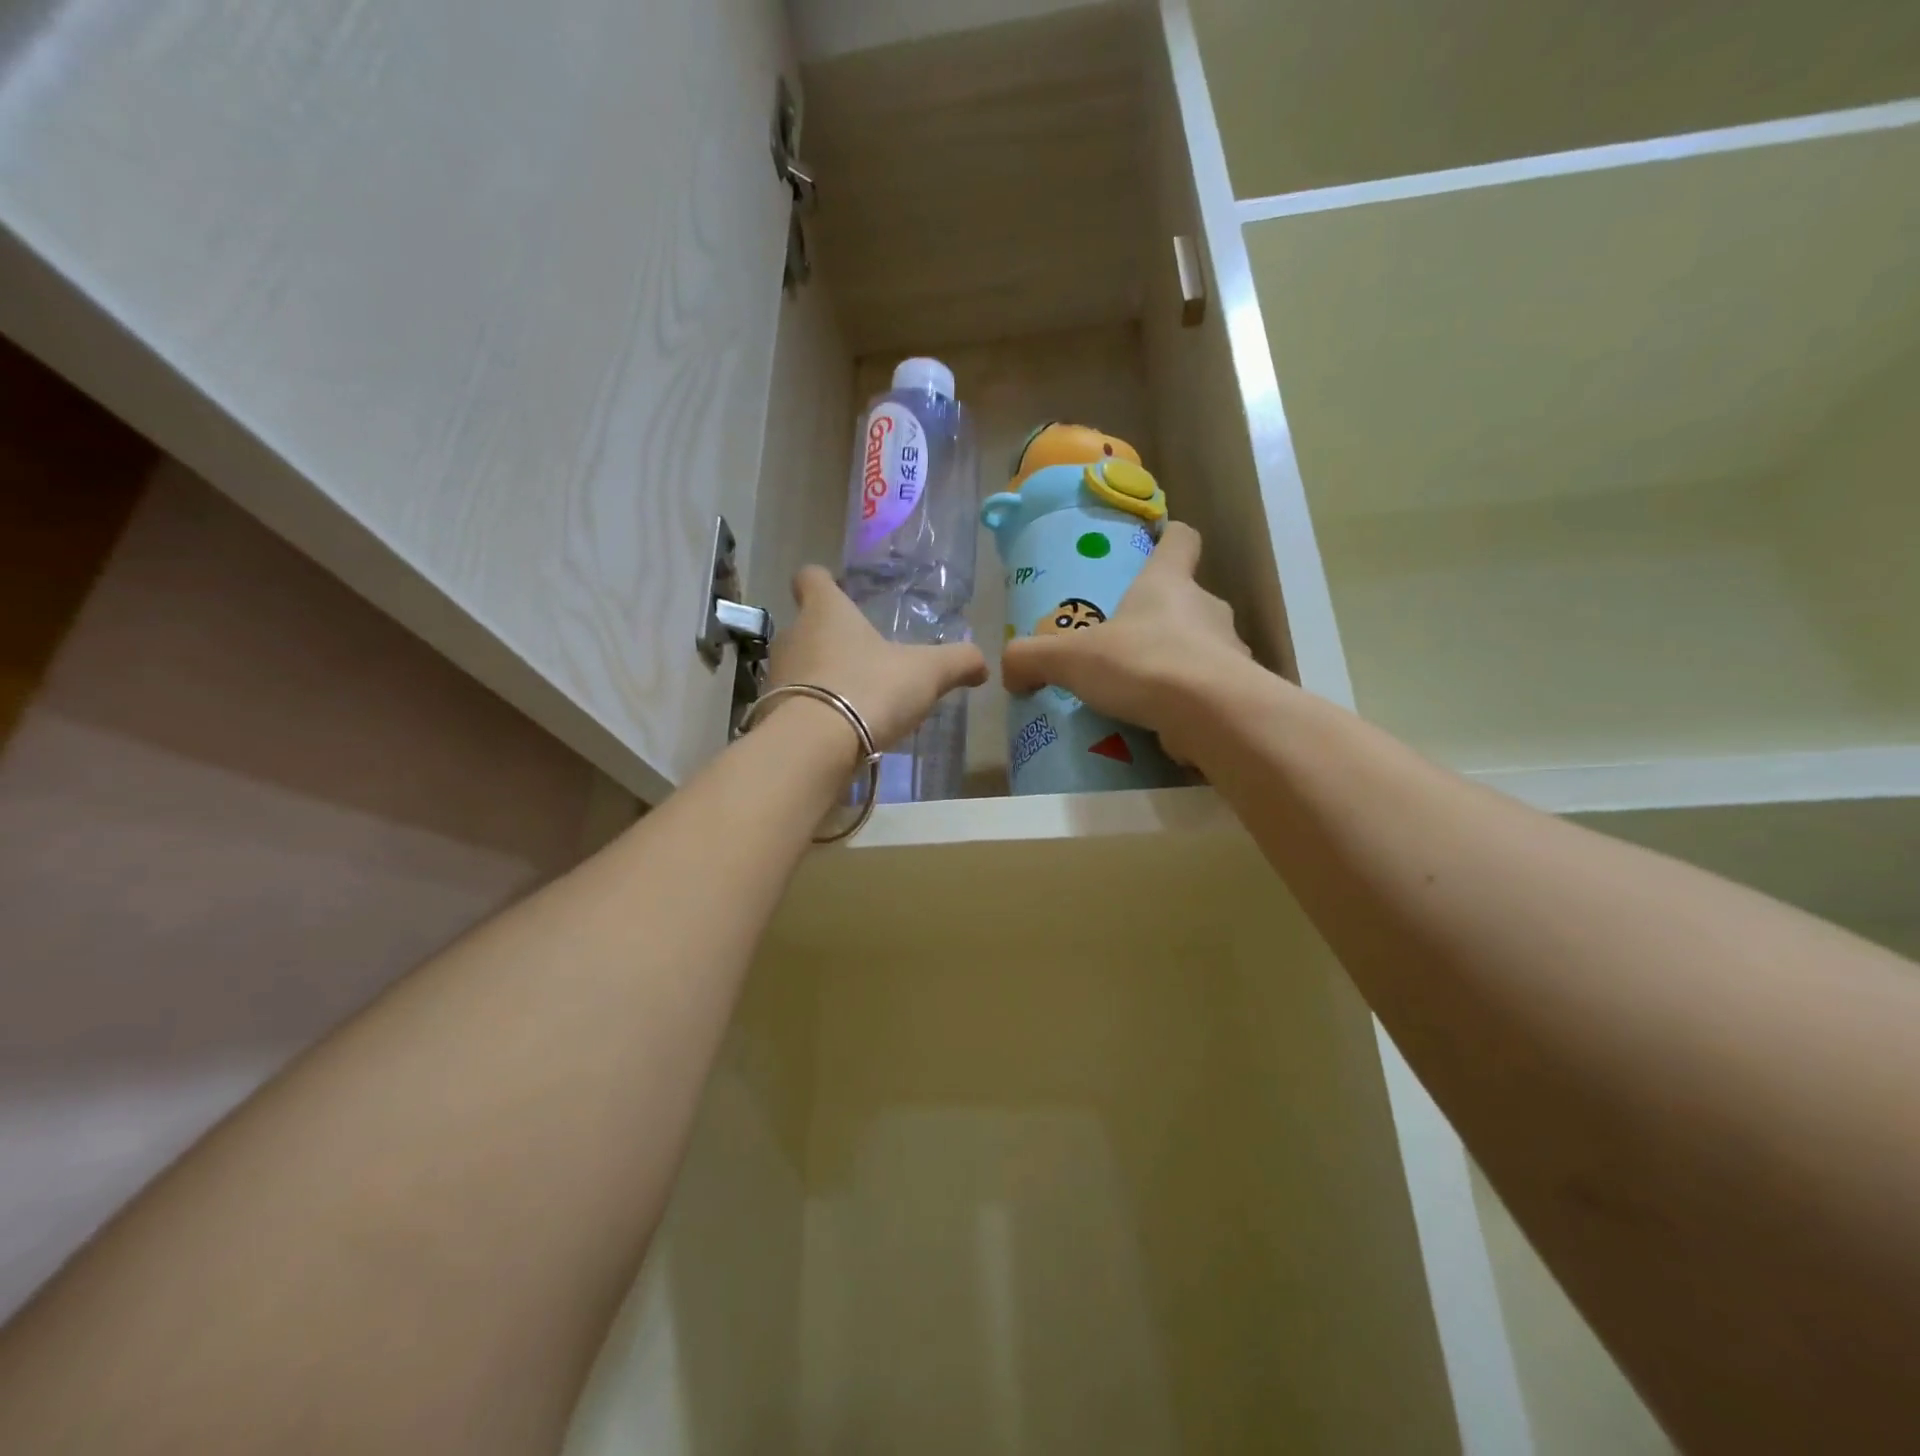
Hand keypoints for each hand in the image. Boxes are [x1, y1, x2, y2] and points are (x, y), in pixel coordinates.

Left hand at [767, 566, 988, 753]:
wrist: (814, 747)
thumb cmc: (869, 689)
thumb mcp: (927, 673)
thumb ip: (957, 662)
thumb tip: (982, 664)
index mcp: (826, 611)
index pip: (810, 577)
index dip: (823, 581)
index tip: (837, 589)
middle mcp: (793, 636)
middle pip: (806, 625)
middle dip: (831, 638)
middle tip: (864, 657)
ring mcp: (776, 676)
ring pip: (800, 666)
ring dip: (822, 677)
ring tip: (855, 699)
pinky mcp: (770, 714)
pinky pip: (795, 704)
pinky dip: (814, 711)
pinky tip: (840, 730)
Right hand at [1000, 522, 1252, 763]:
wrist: (1212, 715)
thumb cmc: (1142, 664)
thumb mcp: (1069, 659)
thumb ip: (1031, 659)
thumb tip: (1010, 673)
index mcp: (1168, 583)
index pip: (1181, 540)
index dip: (1170, 537)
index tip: (1159, 543)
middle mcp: (1207, 608)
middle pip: (1188, 599)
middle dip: (1160, 618)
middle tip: (1125, 643)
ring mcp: (1229, 650)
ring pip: (1202, 647)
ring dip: (1176, 662)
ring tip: (1141, 691)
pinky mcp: (1238, 692)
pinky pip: (1209, 690)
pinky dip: (1188, 701)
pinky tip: (1163, 724)